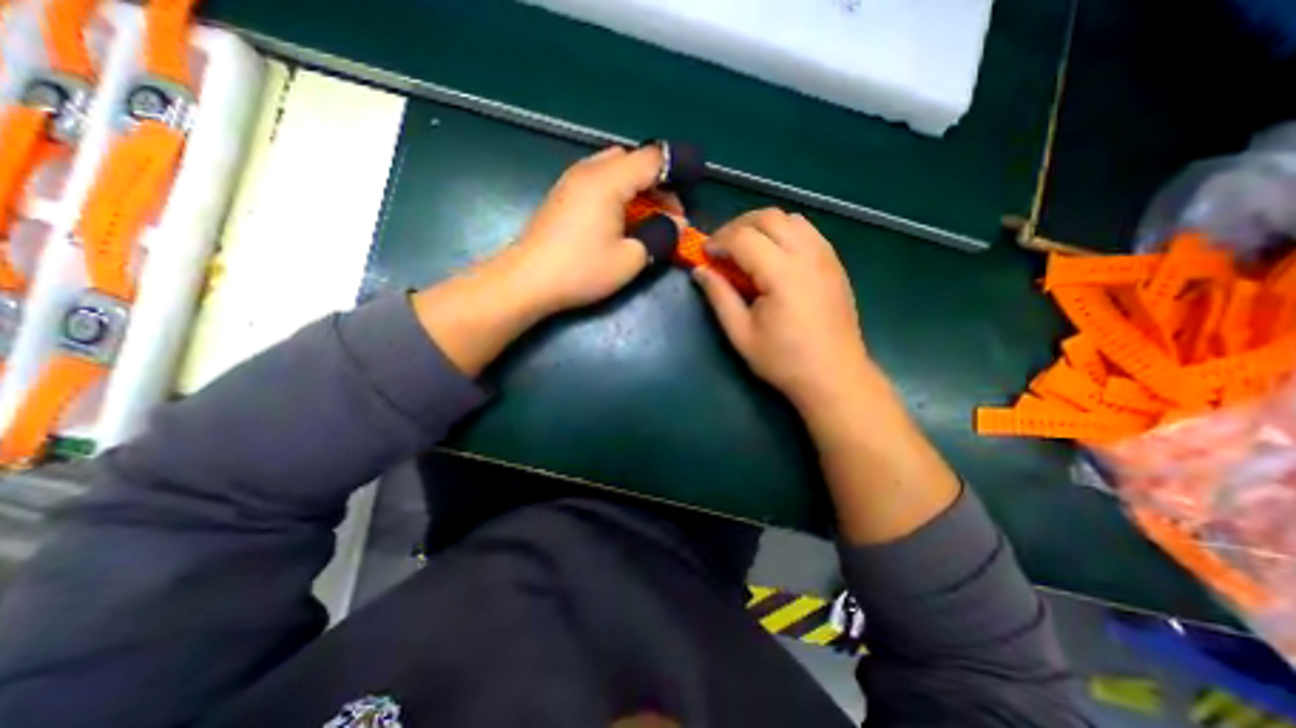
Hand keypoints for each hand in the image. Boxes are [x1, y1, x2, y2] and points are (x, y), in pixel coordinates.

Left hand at [416, 146, 677, 377]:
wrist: (527, 281)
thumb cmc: (581, 270)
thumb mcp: (630, 258)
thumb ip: (659, 236)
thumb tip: (676, 225)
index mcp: (609, 180)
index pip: (652, 158)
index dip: (677, 169)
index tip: (692, 192)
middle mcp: (589, 170)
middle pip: (632, 160)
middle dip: (657, 182)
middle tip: (667, 215)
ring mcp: (571, 181)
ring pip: (614, 169)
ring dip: (636, 188)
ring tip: (646, 218)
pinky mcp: (562, 195)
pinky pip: (598, 181)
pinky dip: (617, 192)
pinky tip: (620, 220)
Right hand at [689, 209, 869, 411]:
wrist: (834, 376)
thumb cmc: (784, 361)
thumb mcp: (741, 334)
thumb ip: (719, 297)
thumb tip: (699, 271)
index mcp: (782, 274)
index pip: (744, 238)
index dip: (718, 241)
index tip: (705, 255)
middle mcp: (807, 255)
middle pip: (768, 217)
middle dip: (738, 226)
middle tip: (722, 247)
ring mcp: (826, 256)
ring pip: (790, 218)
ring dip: (762, 225)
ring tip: (746, 248)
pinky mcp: (835, 263)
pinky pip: (808, 231)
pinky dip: (784, 232)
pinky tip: (774, 255)